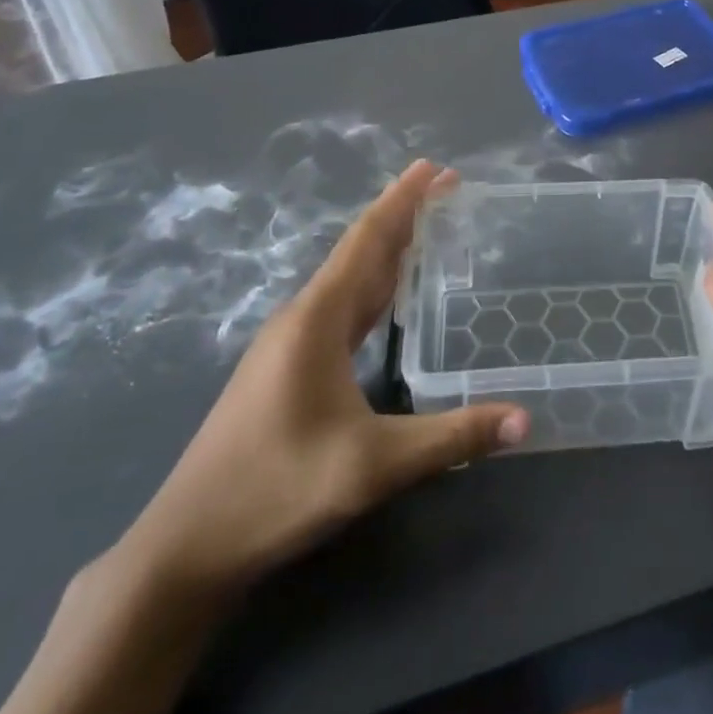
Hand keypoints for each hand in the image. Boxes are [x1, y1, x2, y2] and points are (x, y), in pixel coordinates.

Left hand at [113, 162, 527, 599]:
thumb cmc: (276, 490)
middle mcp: (302, 318)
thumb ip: (452, 438)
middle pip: (359, 252)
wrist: (186, 546)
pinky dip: (372, 287)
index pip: (368, 242)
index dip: (403, 201)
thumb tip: (526, 421)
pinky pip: (340, 307)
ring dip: (386, 250)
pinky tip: (386, 299)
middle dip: (403, 217)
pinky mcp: (285, 368)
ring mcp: (288, 344)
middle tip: (446, 189)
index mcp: (318, 319)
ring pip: (347, 280)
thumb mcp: (373, 465)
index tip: (435, 167)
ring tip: (425, 229)